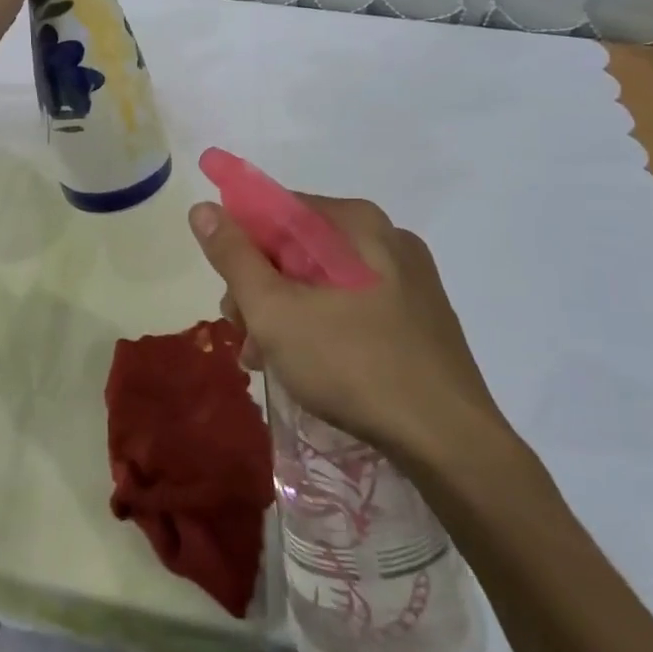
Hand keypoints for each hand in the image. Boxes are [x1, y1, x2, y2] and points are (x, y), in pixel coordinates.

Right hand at [189, 195, 515, 467]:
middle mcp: (385, 238)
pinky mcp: (419, 315)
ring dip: (285, 313)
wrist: (451, 443)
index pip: (277, 210)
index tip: (228, 291)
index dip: (240, 245)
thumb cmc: (353, 364)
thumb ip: (234, 256)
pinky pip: (352, 303)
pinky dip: (320, 325)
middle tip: (244, 335)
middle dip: (261, 289)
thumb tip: (201, 208)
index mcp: (355, 222)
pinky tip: (305, 365)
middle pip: (299, 247)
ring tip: (266, 360)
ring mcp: (408, 278)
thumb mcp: (275, 311)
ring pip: (323, 279)